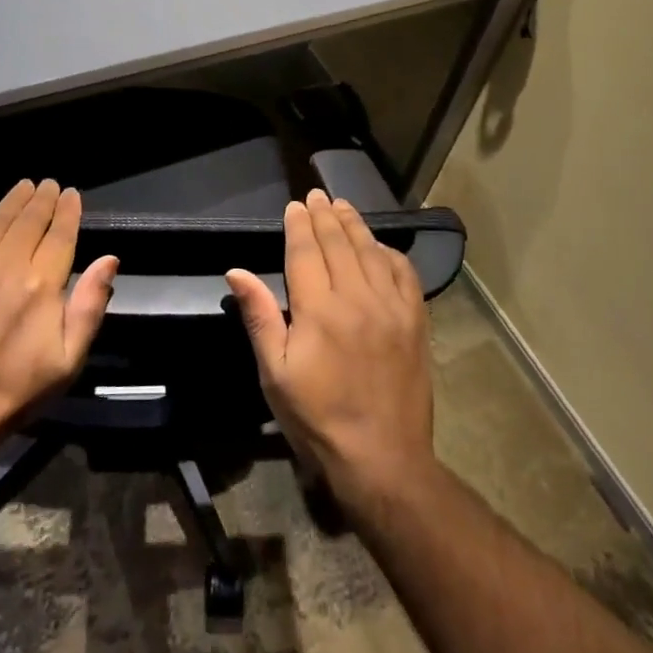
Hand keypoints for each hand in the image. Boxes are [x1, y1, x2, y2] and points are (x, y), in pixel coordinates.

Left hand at [0, 180, 118, 460]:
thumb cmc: (15, 390)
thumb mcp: (68, 359)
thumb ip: (90, 305)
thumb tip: (110, 258)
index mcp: (41, 284)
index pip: (60, 234)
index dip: (67, 211)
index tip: (71, 194)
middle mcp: (4, 266)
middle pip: (28, 221)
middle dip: (42, 199)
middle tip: (48, 184)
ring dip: (11, 201)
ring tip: (23, 187)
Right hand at [225, 189, 434, 507]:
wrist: (383, 458)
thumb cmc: (318, 418)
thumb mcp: (275, 373)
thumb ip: (260, 317)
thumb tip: (237, 271)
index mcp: (319, 310)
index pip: (306, 252)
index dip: (299, 225)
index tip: (295, 205)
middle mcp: (357, 298)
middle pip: (339, 243)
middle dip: (325, 215)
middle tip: (317, 195)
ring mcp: (391, 308)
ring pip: (371, 251)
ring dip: (355, 225)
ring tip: (343, 206)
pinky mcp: (415, 322)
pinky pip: (405, 274)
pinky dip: (390, 253)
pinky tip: (380, 246)